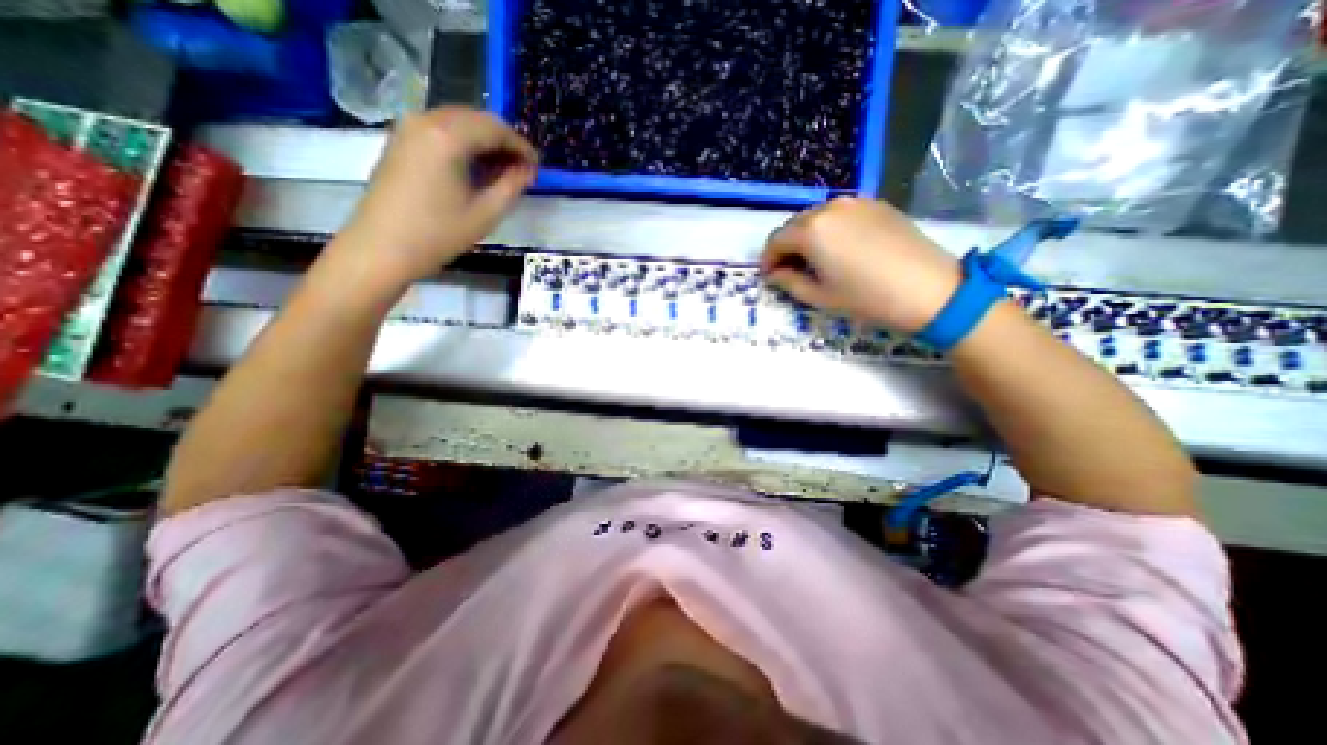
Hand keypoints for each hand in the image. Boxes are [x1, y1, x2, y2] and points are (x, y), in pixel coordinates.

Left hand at [332, 109, 538, 292]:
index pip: (495, 129)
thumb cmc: (439, 234)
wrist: (382, 248)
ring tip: (503, 170)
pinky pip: (441, 129)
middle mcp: (426, 120)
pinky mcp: (400, 140)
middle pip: (476, 118)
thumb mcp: (486, 213)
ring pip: (458, 121)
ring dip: (485, 140)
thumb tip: (528, 169)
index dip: (522, 146)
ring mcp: (408, 128)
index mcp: (448, 137)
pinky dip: (464, 142)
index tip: (538, 167)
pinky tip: (475, 167)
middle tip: (523, 169)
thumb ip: (512, 186)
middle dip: (504, 140)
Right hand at [762, 198, 959, 332]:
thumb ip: (788, 281)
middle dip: (787, 247)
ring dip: (808, 237)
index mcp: (811, 230)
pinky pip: (840, 214)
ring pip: (817, 217)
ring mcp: (855, 202)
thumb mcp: (819, 297)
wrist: (928, 289)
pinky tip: (842, 249)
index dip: (768, 259)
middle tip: (791, 270)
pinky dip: (831, 229)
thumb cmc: (866, 298)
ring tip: (817, 260)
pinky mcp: (876, 204)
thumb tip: (774, 273)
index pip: (775, 240)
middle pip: (794, 225)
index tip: (770, 276)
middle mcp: (829, 207)